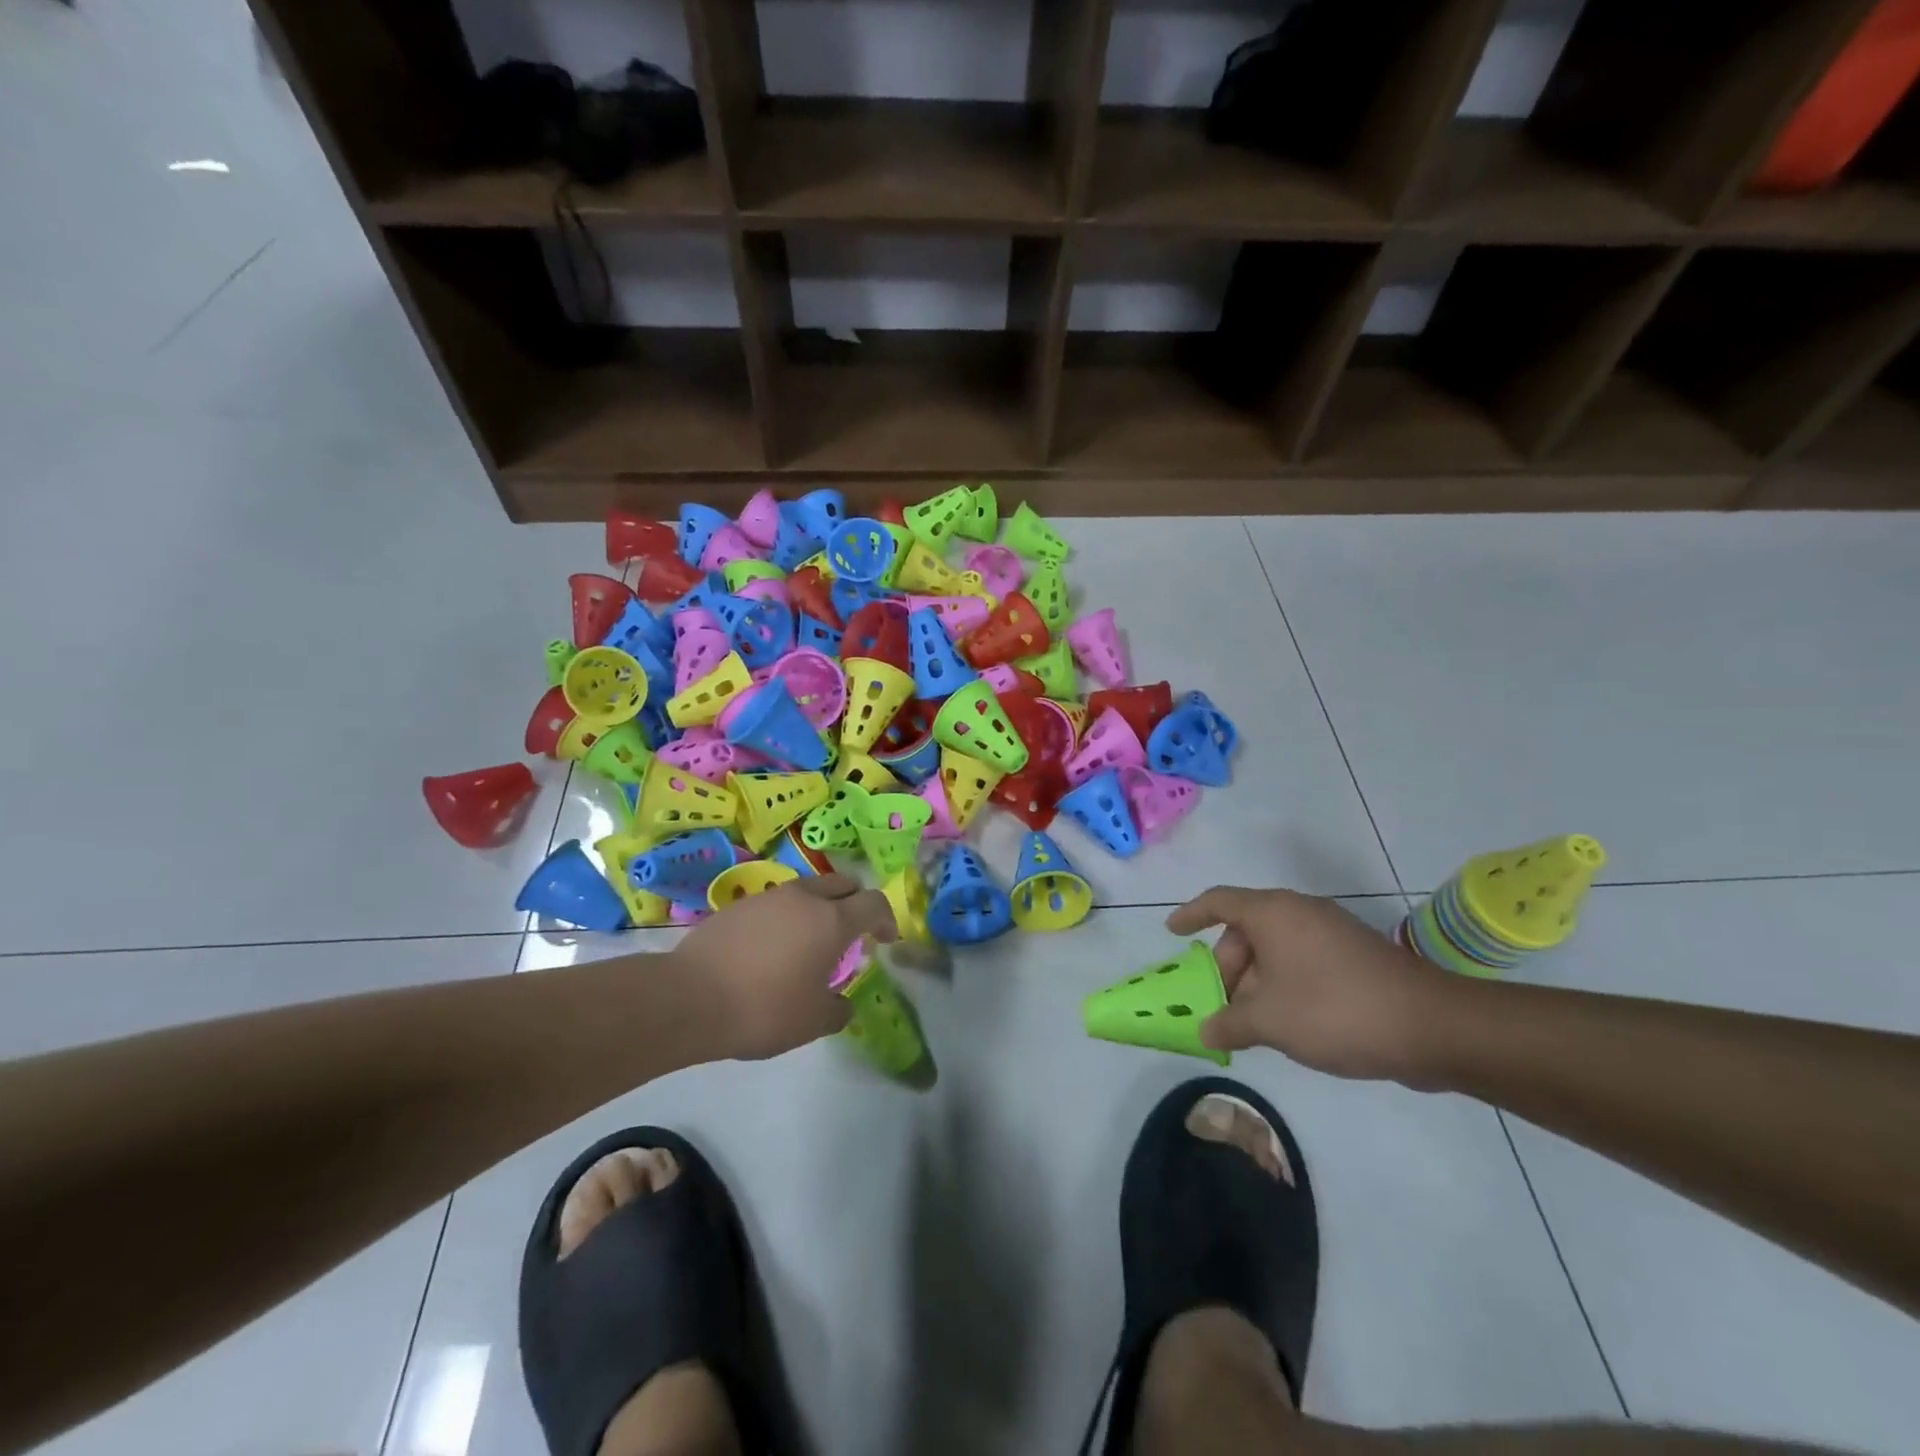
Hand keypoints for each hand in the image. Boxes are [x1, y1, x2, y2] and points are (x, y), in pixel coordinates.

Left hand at [672, 874, 897, 1059]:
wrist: (689, 998)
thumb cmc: (764, 1009)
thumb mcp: (813, 1022)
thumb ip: (838, 1010)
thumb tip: (842, 1004)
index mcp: (832, 920)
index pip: (874, 903)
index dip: (887, 918)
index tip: (886, 939)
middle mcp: (804, 898)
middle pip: (842, 885)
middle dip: (855, 904)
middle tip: (852, 934)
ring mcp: (768, 897)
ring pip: (807, 890)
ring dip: (819, 909)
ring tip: (809, 943)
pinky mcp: (738, 905)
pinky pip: (775, 903)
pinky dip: (785, 918)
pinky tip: (772, 949)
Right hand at [1166, 886, 1449, 1081]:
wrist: (1431, 1027)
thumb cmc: (1335, 1010)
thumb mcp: (1270, 1021)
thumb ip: (1229, 1022)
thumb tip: (1206, 1029)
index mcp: (1273, 913)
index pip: (1218, 901)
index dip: (1191, 914)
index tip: (1171, 932)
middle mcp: (1300, 913)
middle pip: (1246, 930)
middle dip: (1227, 967)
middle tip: (1220, 1005)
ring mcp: (1331, 933)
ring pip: (1276, 949)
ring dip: (1256, 982)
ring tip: (1251, 1023)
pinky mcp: (1354, 956)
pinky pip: (1302, 961)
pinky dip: (1284, 984)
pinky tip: (1287, 1023)